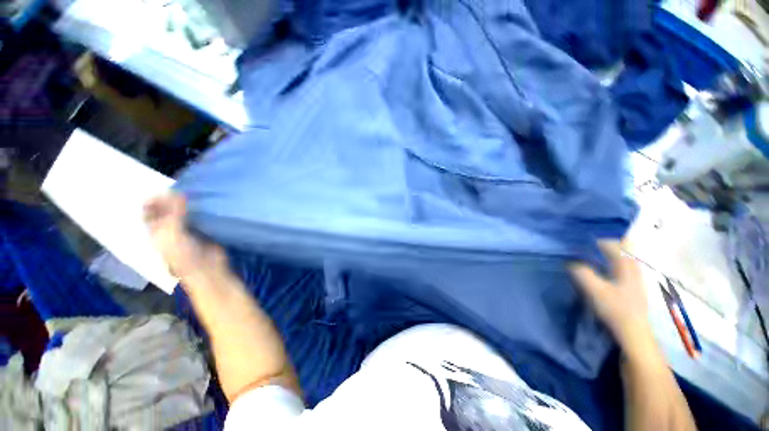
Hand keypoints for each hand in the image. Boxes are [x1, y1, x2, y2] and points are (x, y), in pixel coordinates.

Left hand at [144, 192, 226, 279]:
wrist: (206, 267)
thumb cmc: (183, 254)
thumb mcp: (172, 234)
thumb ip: (174, 213)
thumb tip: (178, 192)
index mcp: (156, 231)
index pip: (149, 212)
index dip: (153, 200)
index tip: (165, 190)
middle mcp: (168, 228)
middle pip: (166, 209)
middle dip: (171, 199)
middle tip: (181, 188)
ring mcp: (186, 229)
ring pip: (183, 211)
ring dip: (187, 203)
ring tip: (194, 191)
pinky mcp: (202, 229)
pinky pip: (199, 215)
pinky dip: (200, 209)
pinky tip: (205, 202)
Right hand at [569, 241, 655, 353]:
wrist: (634, 332)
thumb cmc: (616, 309)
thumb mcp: (595, 291)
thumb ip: (582, 273)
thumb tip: (571, 262)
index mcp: (626, 265)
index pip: (613, 242)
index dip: (597, 239)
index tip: (580, 241)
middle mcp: (633, 267)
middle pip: (622, 246)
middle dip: (604, 242)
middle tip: (585, 246)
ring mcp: (634, 276)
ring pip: (623, 255)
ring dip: (607, 252)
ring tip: (589, 255)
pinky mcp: (632, 284)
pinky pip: (622, 264)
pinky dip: (610, 261)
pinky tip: (600, 269)